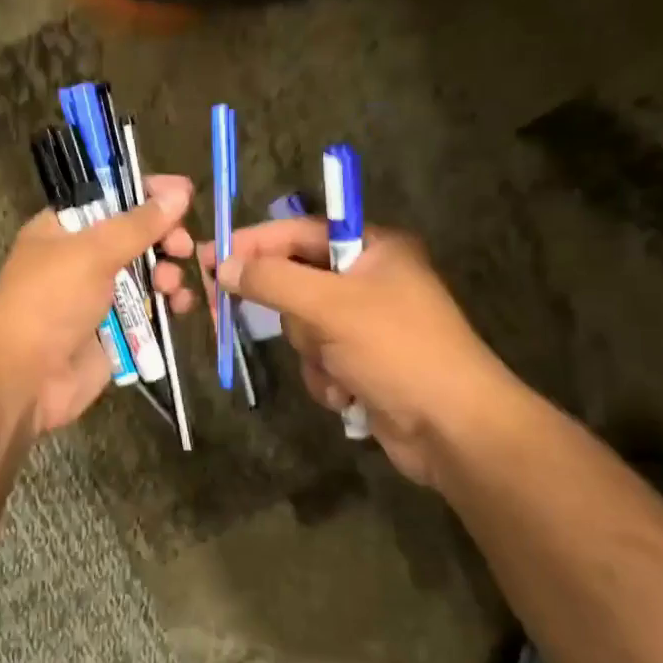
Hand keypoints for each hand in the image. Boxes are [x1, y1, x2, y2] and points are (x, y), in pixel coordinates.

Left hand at [0, 176, 193, 434]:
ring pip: (147, 273)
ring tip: (171, 284)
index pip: (110, 197)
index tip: (183, 192)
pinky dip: (167, 304)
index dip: (146, 193)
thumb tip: (179, 192)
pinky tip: (179, 306)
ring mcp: (99, 295)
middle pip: (135, 236)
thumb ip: (138, 224)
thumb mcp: (92, 252)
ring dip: (167, 273)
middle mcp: (82, 258)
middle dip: (163, 237)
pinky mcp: (116, 329)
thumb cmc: (50, 301)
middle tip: (183, 245)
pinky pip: (150, 308)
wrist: (26, 377)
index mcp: (64, 229)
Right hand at [167, 217, 521, 486]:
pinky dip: (324, 377)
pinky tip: (347, 392)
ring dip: (311, 351)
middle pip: (297, 281)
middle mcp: (371, 279)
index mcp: (374, 248)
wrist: (453, 429)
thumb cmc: (396, 350)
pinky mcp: (364, 363)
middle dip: (289, 312)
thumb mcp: (330, 306)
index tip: (209, 257)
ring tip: (336, 366)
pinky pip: (319, 359)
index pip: (299, 232)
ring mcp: (367, 324)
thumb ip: (272, 281)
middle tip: (237, 315)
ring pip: (303, 326)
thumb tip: (225, 267)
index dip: (253, 243)